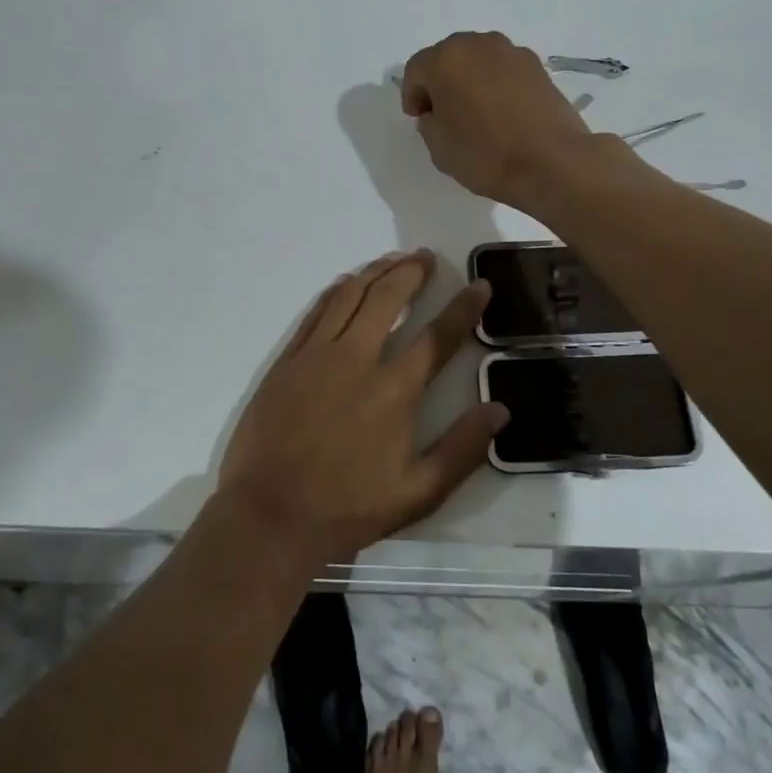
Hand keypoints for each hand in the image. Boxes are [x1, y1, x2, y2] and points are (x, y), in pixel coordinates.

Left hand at [218, 250, 506, 563]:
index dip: (464, 307)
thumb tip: (500, 410)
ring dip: (375, 272)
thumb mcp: (418, 493)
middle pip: (388, 299)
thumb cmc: (348, 508)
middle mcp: (357, 360)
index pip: (438, 336)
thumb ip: (462, 449)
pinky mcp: (288, 360)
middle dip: (412, 272)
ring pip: (350, 296)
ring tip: (393, 260)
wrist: (271, 515)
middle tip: (426, 258)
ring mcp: (317, 356)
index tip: (479, 284)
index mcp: (394, 390)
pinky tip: (347, 283)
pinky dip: (336, 291)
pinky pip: (316, 312)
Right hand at [400, 32, 600, 207]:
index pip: (416, 69)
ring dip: (470, 80)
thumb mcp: (438, 146)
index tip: (419, 118)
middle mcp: (478, 45)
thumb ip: (429, 121)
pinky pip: (504, 70)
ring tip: (475, 112)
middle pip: (448, 57)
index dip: (412, 95)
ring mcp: (512, 52)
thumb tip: (440, 111)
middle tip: (444, 113)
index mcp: (446, 59)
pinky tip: (502, 112)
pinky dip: (496, 84)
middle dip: (441, 81)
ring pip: (479, 60)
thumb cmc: (485, 154)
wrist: (551, 162)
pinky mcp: (538, 66)